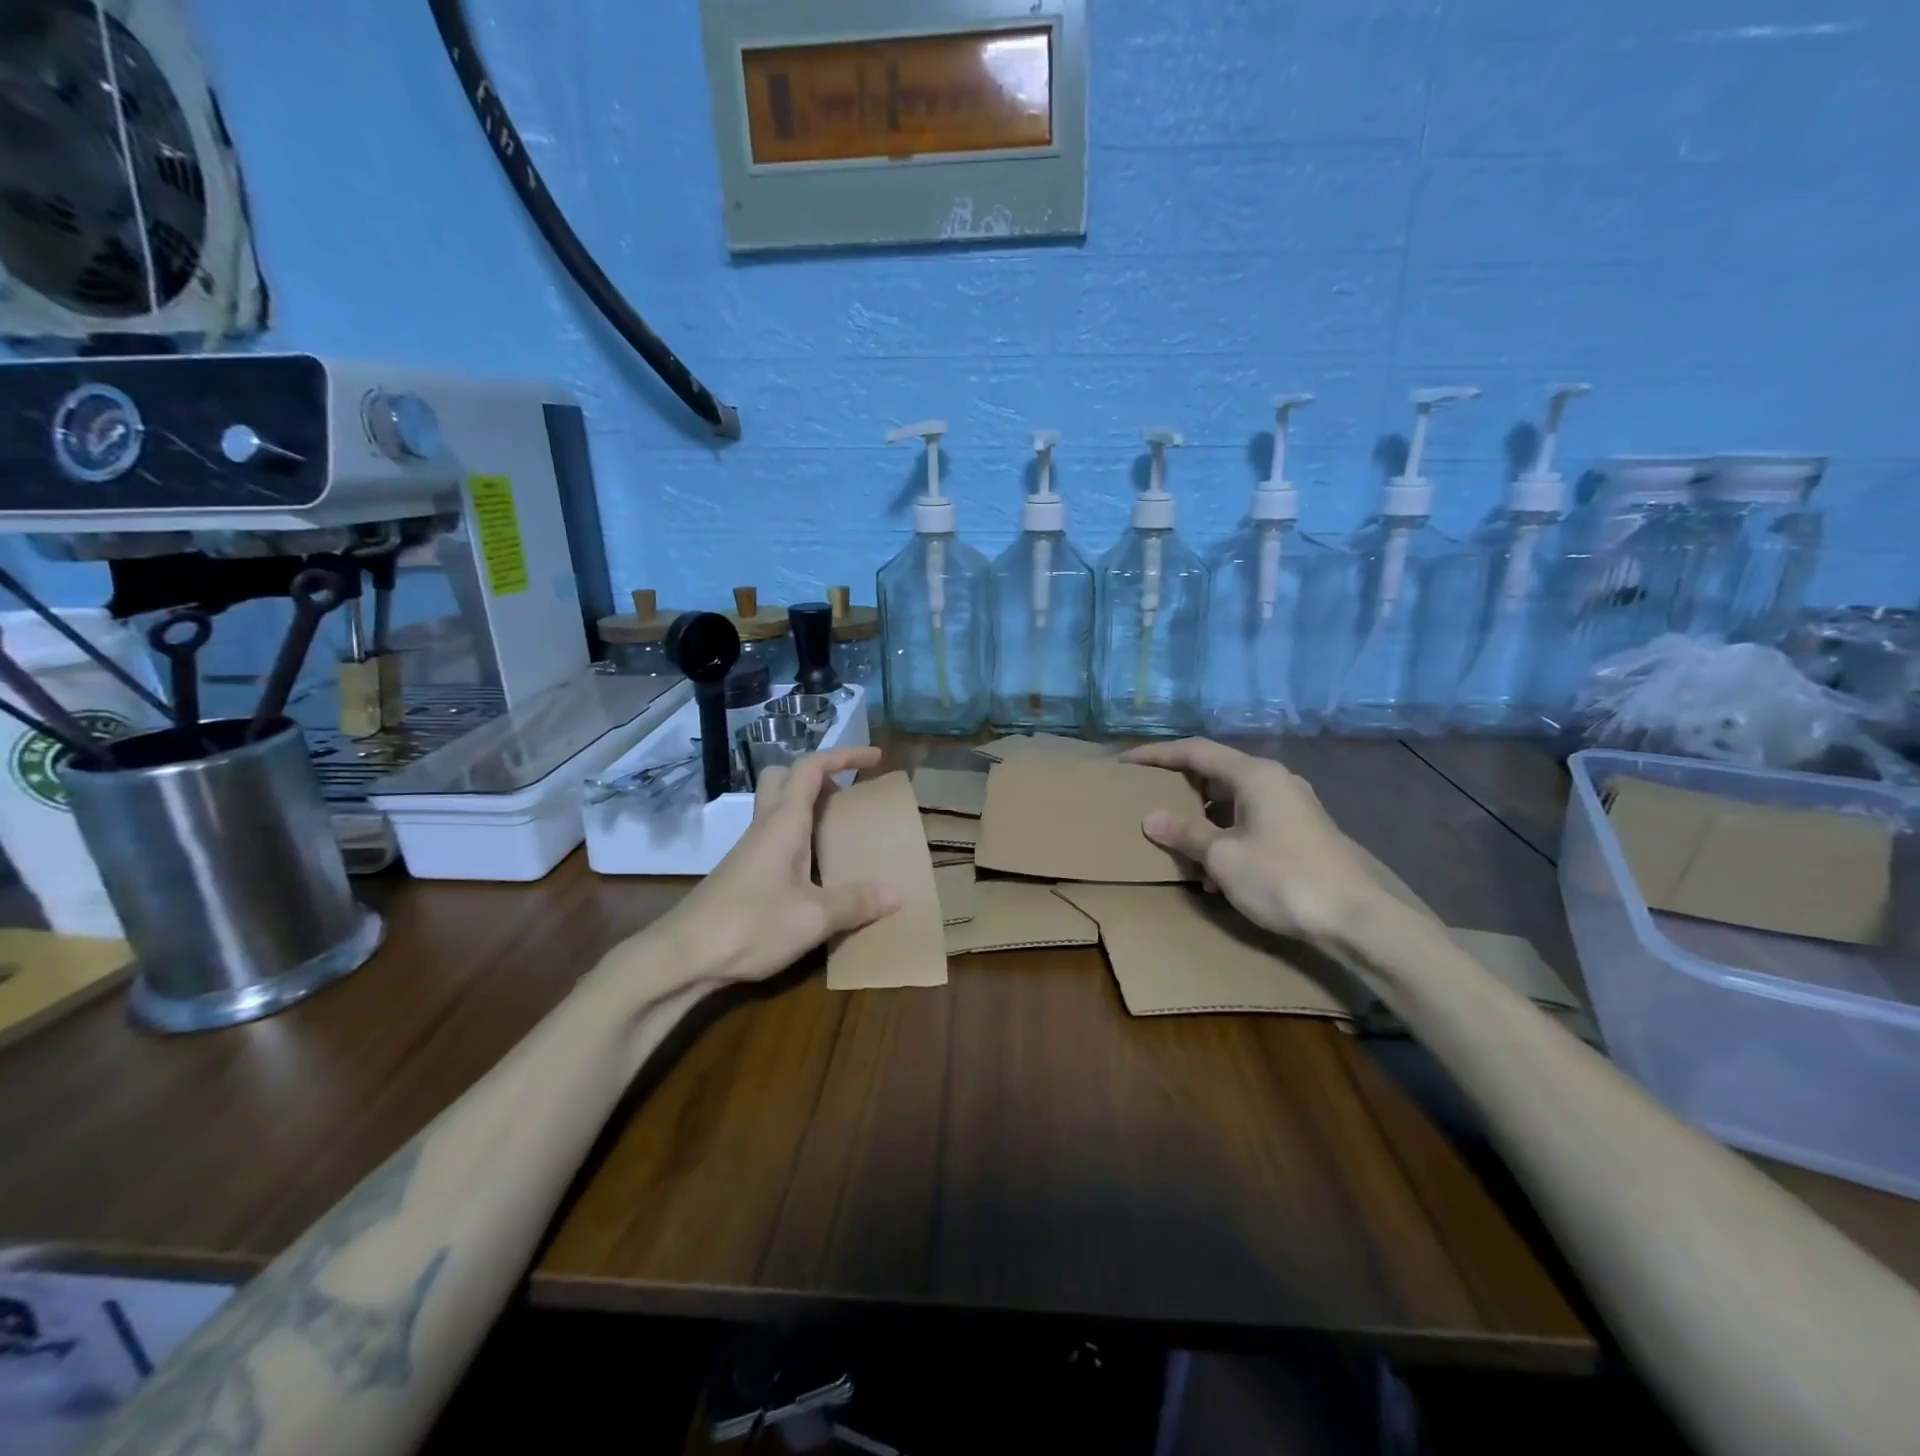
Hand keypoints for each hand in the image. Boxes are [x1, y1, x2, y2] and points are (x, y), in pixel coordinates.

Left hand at [655, 745, 898, 984]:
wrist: (682, 956)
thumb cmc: (750, 925)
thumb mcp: (813, 917)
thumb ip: (854, 903)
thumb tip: (896, 895)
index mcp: (783, 823)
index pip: (810, 769)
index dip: (843, 756)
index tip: (874, 758)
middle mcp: (764, 827)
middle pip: (783, 778)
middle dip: (817, 775)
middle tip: (846, 794)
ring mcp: (748, 850)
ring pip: (776, 808)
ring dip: (807, 807)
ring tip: (839, 832)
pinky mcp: (741, 874)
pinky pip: (773, 838)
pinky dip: (798, 837)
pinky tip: (814, 871)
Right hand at [1122, 738, 1384, 945]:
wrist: (1358, 919)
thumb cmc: (1284, 878)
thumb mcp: (1223, 857)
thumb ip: (1186, 833)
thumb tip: (1152, 818)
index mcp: (1254, 774)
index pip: (1195, 751)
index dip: (1157, 754)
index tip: (1126, 762)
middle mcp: (1274, 780)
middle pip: (1215, 772)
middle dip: (1179, 787)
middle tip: (1147, 799)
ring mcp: (1291, 805)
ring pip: (1232, 800)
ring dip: (1202, 818)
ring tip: (1177, 843)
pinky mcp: (1301, 831)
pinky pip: (1250, 821)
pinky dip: (1225, 836)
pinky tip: (1214, 873)